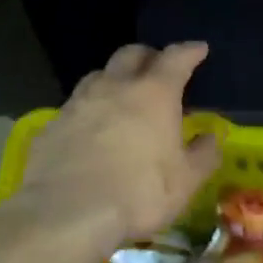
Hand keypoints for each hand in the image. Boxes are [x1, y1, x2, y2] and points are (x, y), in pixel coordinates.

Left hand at [10, 42, 221, 251]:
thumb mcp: (186, 182)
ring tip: (122, 95)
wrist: (67, 213)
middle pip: (131, 54)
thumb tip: (211, 137)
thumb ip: (203, 155)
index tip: (199, 49)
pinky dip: (89, 109)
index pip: (176, 58)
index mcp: (154, 94)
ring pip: (99, 75)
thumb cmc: (139, 194)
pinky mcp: (51, 124)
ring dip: (114, 78)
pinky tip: (91, 128)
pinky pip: (75, 106)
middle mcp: (115, 87)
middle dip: (148, 56)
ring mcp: (78, 103)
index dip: (190, 51)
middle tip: (157, 67)